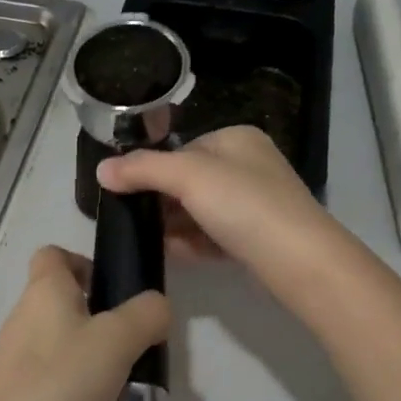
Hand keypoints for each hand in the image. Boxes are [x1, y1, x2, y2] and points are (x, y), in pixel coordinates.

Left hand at [0, 246, 168, 400]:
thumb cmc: (59, 380)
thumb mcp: (117, 339)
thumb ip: (146, 315)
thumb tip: (157, 307)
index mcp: (45, 291)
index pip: (55, 255)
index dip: (85, 262)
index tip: (117, 289)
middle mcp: (30, 318)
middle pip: (70, 303)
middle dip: (108, 320)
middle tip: (140, 343)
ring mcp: (24, 360)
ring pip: (71, 346)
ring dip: (102, 360)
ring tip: (135, 383)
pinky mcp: (25, 396)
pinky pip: (63, 382)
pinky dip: (87, 393)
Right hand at [96, 125, 338, 275]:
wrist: (299, 261)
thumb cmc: (244, 204)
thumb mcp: (188, 176)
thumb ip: (142, 169)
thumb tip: (101, 169)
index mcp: (236, 139)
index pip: (183, 149)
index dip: (153, 170)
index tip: (126, 194)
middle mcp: (249, 166)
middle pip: (190, 181)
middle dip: (162, 202)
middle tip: (133, 221)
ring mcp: (256, 204)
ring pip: (201, 211)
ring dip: (174, 225)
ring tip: (145, 240)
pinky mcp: (257, 239)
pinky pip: (214, 236)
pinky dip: (192, 243)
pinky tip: (171, 254)